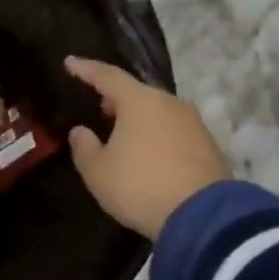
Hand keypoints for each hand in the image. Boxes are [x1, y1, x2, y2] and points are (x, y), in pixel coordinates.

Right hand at [64, 57, 229, 239]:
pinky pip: (173, 132)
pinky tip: (148, 154)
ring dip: (138, 120)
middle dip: (116, 98)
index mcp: (139, 101)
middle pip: (137, 93)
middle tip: (99, 109)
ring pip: (158, 112)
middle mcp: (169, 103)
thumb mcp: (98, 172)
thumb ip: (84, 148)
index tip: (70, 63)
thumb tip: (81, 132)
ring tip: (122, 136)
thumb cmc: (140, 186)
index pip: (107, 76)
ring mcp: (193, 123)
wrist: (203, 217)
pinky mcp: (208, 145)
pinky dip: (157, 136)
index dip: (86, 69)